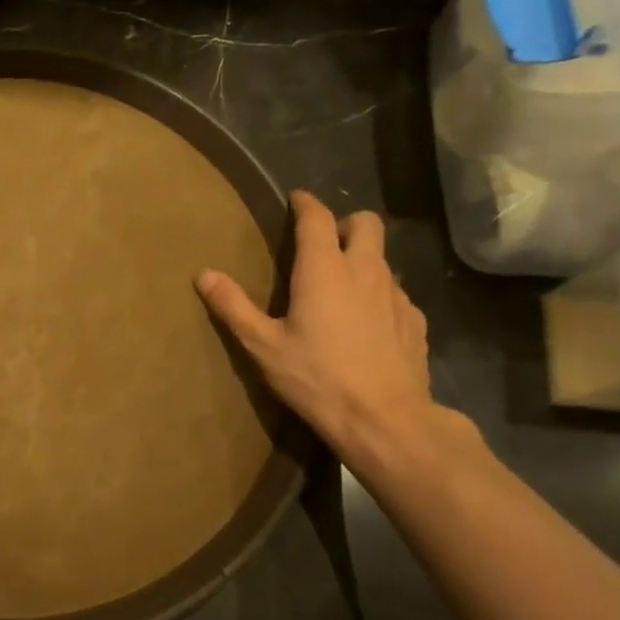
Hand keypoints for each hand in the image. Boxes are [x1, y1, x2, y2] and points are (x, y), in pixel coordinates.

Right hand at [197, 192, 439, 461]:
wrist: (384, 419)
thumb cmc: (316, 378)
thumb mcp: (263, 346)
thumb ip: (234, 307)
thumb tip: (204, 274)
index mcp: (324, 269)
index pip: (317, 218)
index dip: (305, 204)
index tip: (295, 200)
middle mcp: (365, 270)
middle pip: (366, 223)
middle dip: (344, 223)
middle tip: (323, 244)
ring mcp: (396, 295)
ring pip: (382, 258)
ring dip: (362, 260)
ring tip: (341, 287)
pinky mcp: (415, 320)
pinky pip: (395, 293)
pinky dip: (379, 295)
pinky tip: (366, 324)